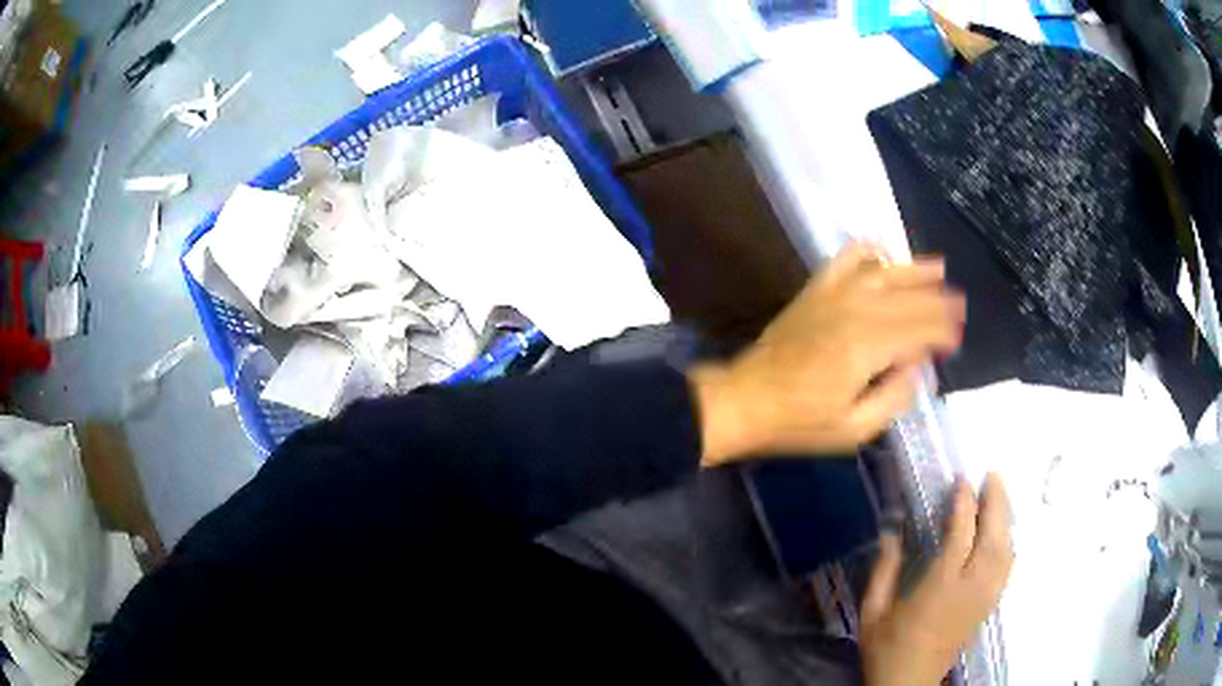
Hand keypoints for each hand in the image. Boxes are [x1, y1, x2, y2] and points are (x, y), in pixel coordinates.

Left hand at [691, 243, 964, 465]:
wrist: (747, 399)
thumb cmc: (801, 422)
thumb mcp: (854, 429)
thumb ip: (893, 398)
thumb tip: (916, 368)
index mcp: (868, 347)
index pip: (919, 330)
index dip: (942, 332)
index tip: (957, 338)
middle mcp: (856, 311)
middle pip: (908, 299)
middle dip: (938, 301)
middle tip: (960, 304)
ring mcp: (833, 295)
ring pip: (884, 273)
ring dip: (914, 270)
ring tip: (939, 268)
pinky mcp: (815, 289)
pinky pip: (845, 259)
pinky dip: (867, 251)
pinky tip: (882, 251)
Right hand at [860, 474, 1014, 685]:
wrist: (908, 684)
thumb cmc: (887, 648)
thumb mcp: (873, 612)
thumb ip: (884, 570)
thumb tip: (891, 531)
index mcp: (940, 586)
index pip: (961, 534)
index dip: (964, 503)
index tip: (962, 480)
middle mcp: (970, 587)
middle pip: (993, 536)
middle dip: (996, 501)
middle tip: (992, 475)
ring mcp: (983, 597)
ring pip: (1005, 550)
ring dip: (1006, 518)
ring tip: (999, 495)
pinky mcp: (988, 606)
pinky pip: (1007, 567)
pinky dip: (1009, 543)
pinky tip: (1004, 533)